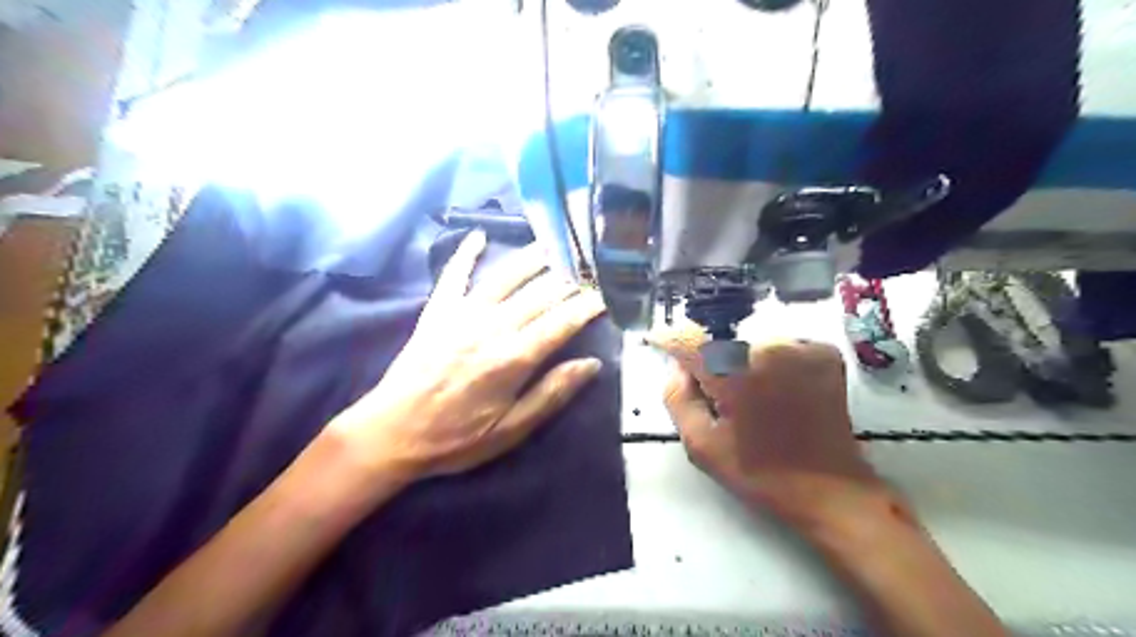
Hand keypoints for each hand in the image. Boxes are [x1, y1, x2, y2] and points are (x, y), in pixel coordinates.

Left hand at [329, 232, 607, 484]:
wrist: (391, 432)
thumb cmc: (456, 438)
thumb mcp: (510, 430)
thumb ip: (551, 394)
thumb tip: (591, 364)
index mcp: (513, 359)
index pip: (561, 323)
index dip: (588, 306)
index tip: (608, 293)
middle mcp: (491, 327)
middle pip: (539, 294)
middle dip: (568, 279)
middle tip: (589, 265)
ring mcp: (461, 314)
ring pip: (504, 277)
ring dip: (530, 258)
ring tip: (553, 243)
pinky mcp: (436, 312)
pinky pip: (453, 275)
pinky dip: (465, 253)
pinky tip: (478, 235)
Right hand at [653, 328, 891, 528]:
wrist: (830, 489)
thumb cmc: (759, 472)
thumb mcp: (700, 445)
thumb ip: (677, 398)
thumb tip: (678, 368)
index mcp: (732, 372)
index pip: (688, 339)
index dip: (669, 340)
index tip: (659, 343)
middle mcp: (766, 348)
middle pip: (719, 341)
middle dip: (709, 363)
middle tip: (718, 396)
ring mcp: (799, 347)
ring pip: (749, 343)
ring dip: (741, 363)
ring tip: (752, 398)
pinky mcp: (823, 353)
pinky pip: (779, 346)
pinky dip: (771, 363)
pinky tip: (779, 391)